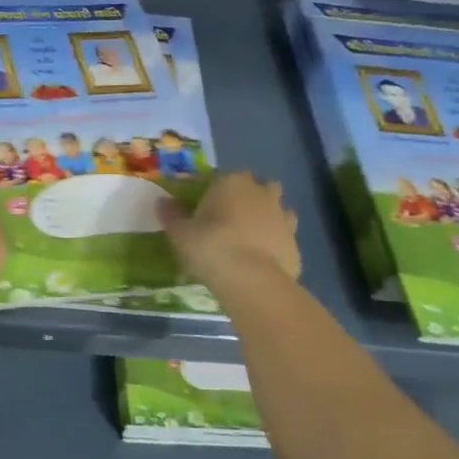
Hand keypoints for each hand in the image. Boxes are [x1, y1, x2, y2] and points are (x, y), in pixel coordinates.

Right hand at [159, 171, 300, 287]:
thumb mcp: (180, 232)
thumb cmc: (210, 247)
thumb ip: (172, 215)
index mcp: (232, 182)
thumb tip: (162, 202)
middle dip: (249, 198)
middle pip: (258, 187)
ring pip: (277, 211)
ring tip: (248, 240)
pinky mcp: (295, 243)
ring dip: (266, 220)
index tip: (204, 208)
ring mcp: (284, 217)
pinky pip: (283, 239)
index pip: (222, 177)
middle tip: (230, 220)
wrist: (251, 280)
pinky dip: (274, 246)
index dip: (214, 191)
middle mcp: (262, 193)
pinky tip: (260, 261)